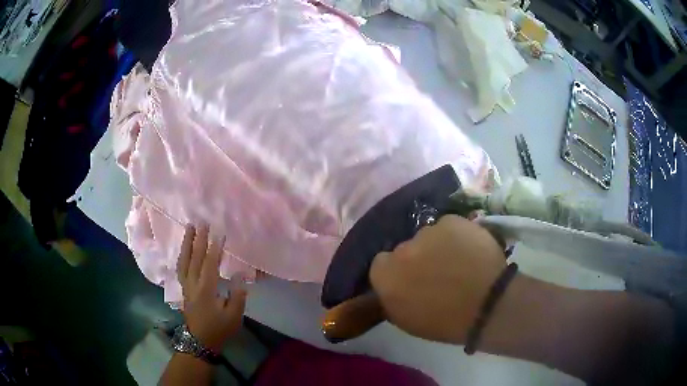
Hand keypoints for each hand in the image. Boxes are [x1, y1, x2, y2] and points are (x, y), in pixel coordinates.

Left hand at [176, 225, 246, 352]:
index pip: (209, 265)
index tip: (219, 234)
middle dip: (199, 240)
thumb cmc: (219, 328)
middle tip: (202, 223)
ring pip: (184, 260)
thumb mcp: (233, 316)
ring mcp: (186, 285)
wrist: (200, 340)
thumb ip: (237, 296)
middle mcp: (193, 284)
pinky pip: (180, 267)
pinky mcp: (183, 288)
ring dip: (187, 243)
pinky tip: (185, 248)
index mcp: (206, 290)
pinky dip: (182, 254)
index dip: (214, 249)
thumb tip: (240, 276)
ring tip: (189, 228)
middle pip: (194, 258)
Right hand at [369, 215, 506, 343]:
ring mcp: (427, 232)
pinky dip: (456, 236)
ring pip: (428, 236)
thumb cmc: (444, 322)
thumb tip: (394, 284)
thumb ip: (392, 297)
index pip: (381, 264)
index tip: (411, 280)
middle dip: (416, 258)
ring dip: (437, 246)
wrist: (486, 305)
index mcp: (385, 276)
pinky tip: (469, 250)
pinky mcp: (451, 221)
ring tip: (458, 260)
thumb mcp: (406, 320)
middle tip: (436, 271)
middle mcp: (401, 250)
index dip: (397, 272)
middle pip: (405, 248)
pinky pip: (448, 226)